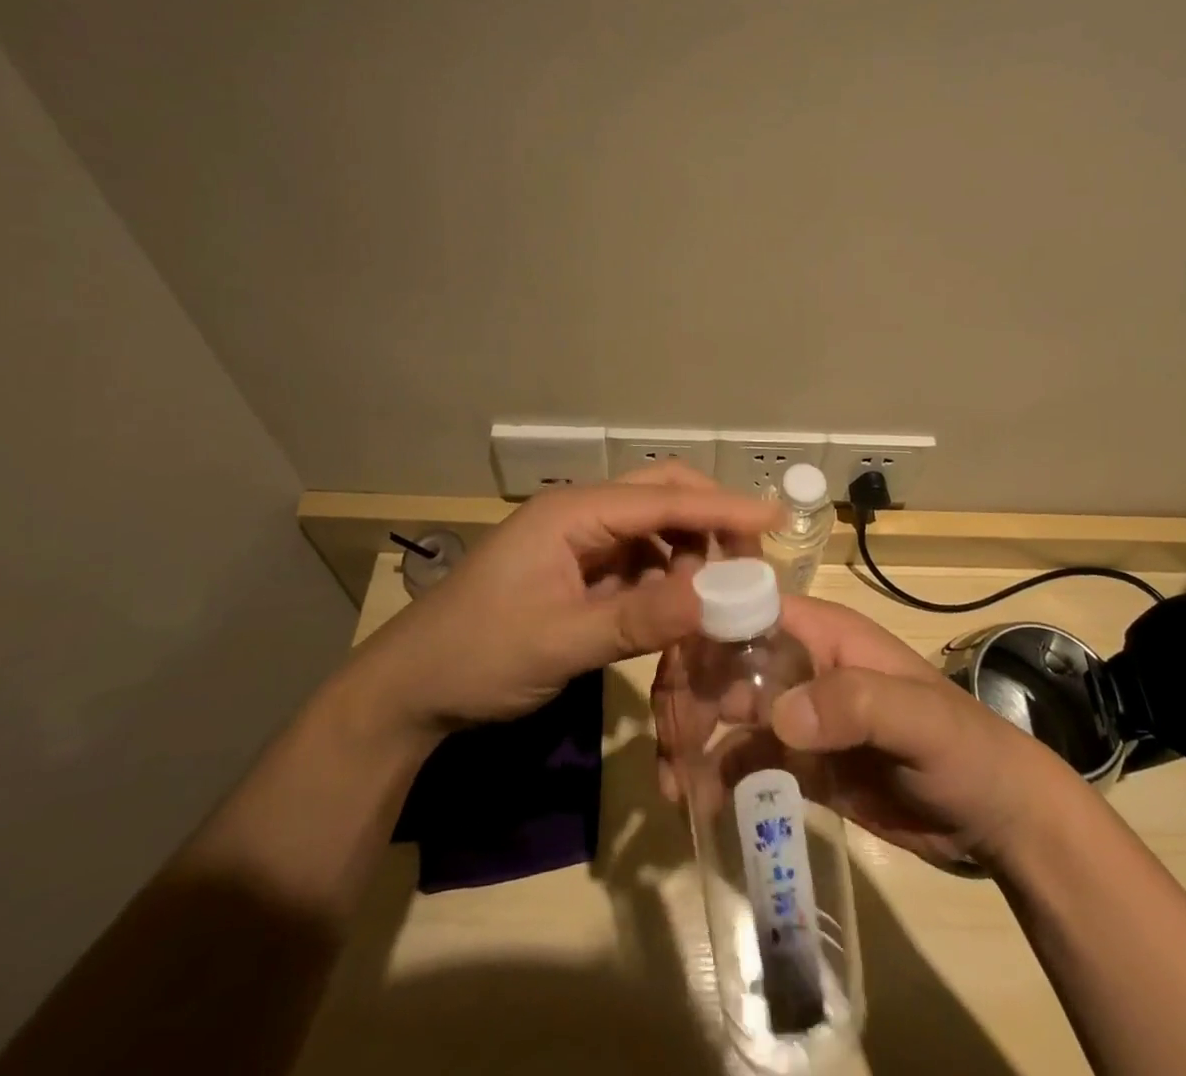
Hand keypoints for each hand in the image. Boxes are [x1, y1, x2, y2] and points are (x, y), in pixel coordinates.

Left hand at [340, 466, 778, 741]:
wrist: (411, 689)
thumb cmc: (479, 656)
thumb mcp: (560, 642)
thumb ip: (639, 619)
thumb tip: (717, 599)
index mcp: (573, 513)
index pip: (662, 499)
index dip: (722, 509)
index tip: (775, 519)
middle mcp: (579, 514)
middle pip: (660, 497)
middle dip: (709, 520)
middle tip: (753, 557)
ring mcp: (577, 542)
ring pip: (652, 530)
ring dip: (689, 553)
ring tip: (718, 594)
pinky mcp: (576, 571)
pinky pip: (636, 562)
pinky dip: (665, 579)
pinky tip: (680, 607)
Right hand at [654, 597, 1073, 869]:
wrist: (996, 819)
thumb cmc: (963, 748)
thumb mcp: (918, 719)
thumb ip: (855, 704)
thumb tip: (778, 717)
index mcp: (823, 634)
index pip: (747, 612)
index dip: (704, 632)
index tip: (673, 678)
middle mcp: (801, 665)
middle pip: (724, 661)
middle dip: (689, 694)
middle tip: (670, 747)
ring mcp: (798, 714)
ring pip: (724, 711)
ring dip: (692, 739)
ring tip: (675, 785)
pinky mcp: (800, 762)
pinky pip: (744, 760)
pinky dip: (716, 776)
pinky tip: (699, 805)